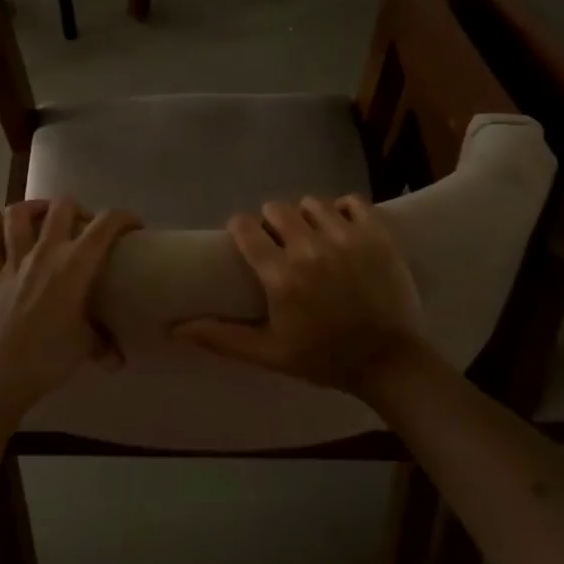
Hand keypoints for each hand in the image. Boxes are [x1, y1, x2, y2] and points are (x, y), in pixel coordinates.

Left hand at [0, 197, 140, 410]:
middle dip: (77, 208)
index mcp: (75, 266)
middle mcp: (45, 253)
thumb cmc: (48, 357)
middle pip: (61, 208)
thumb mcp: (84, 349)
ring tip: (44, 213)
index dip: (123, 218)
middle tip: (85, 226)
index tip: (134, 227)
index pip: (105, 226)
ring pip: (19, 215)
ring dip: (33, 207)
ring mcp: (15, 262)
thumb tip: (118, 359)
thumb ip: (103, 345)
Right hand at [175, 196, 426, 397]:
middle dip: (272, 221)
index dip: (241, 228)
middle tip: (280, 241)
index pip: (246, 228)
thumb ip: (221, 338)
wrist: (389, 362)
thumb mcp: (269, 353)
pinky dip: (343, 209)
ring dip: (306, 216)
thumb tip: (174, 329)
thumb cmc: (323, 358)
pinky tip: (341, 227)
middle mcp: (310, 249)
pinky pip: (352, 201)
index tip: (245, 237)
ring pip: (313, 203)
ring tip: (312, 235)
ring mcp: (347, 238)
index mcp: (280, 276)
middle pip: (277, 209)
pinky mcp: (377, 234)